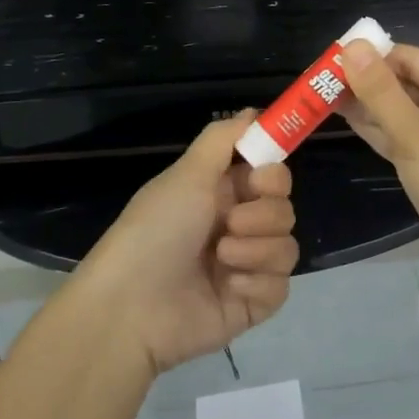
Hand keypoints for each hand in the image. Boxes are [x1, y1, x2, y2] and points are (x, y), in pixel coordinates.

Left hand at [77, 113, 298, 374]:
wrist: (130, 307)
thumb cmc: (156, 230)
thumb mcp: (186, 174)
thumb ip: (223, 139)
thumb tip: (254, 111)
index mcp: (222, 193)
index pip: (272, 174)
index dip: (273, 175)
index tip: (257, 179)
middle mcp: (238, 225)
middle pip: (284, 208)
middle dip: (262, 215)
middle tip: (229, 224)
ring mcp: (247, 266)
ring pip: (287, 246)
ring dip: (256, 250)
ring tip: (221, 260)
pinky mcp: (251, 303)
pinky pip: (281, 285)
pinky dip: (257, 284)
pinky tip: (229, 288)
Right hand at [341, 41, 418, 290]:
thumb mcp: (414, 135)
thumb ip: (381, 91)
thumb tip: (353, 46)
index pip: (411, 58)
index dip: (373, 56)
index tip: (332, 59)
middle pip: (406, 82)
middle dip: (366, 81)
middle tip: (320, 80)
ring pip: (402, 111)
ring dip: (368, 105)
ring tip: (324, 97)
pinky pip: (403, 136)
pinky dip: (378, 128)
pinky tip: (347, 121)